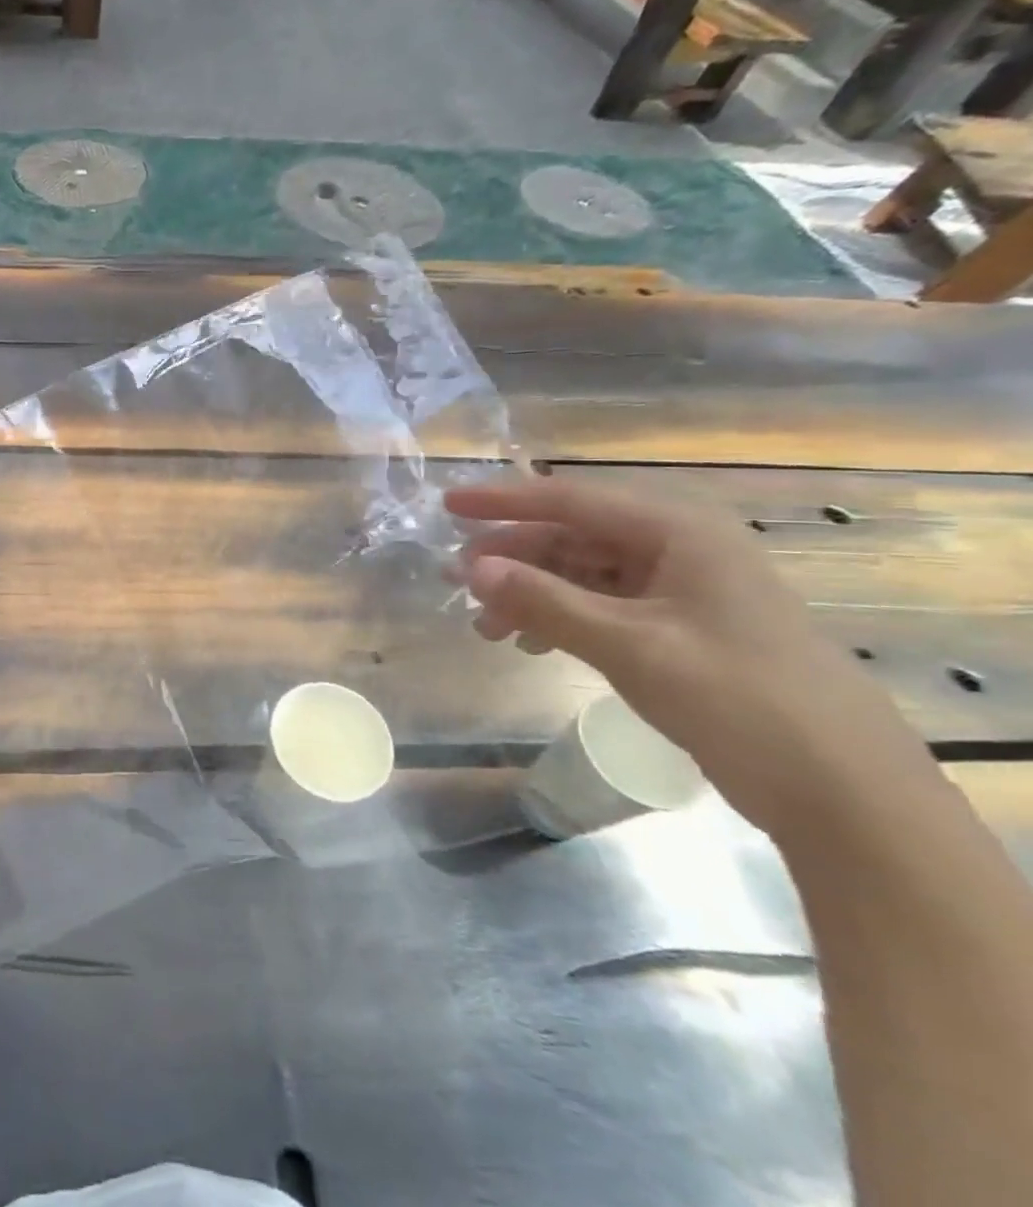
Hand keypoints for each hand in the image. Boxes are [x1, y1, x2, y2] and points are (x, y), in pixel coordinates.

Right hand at [445, 477, 926, 832]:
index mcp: (677, 531)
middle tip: (457, 581)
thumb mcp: (630, 645)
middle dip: (512, 558)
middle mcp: (679, 547)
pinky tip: (533, 643)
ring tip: (488, 627)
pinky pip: (603, 605)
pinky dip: (561, 618)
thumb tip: (472, 569)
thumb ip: (545, 601)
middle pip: (572, 536)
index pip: (570, 500)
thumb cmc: (737, 698)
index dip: (503, 501)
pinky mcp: (683, 627)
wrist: (843, 790)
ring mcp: (683, 589)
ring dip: (531, 593)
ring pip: (583, 573)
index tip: (446, 505)